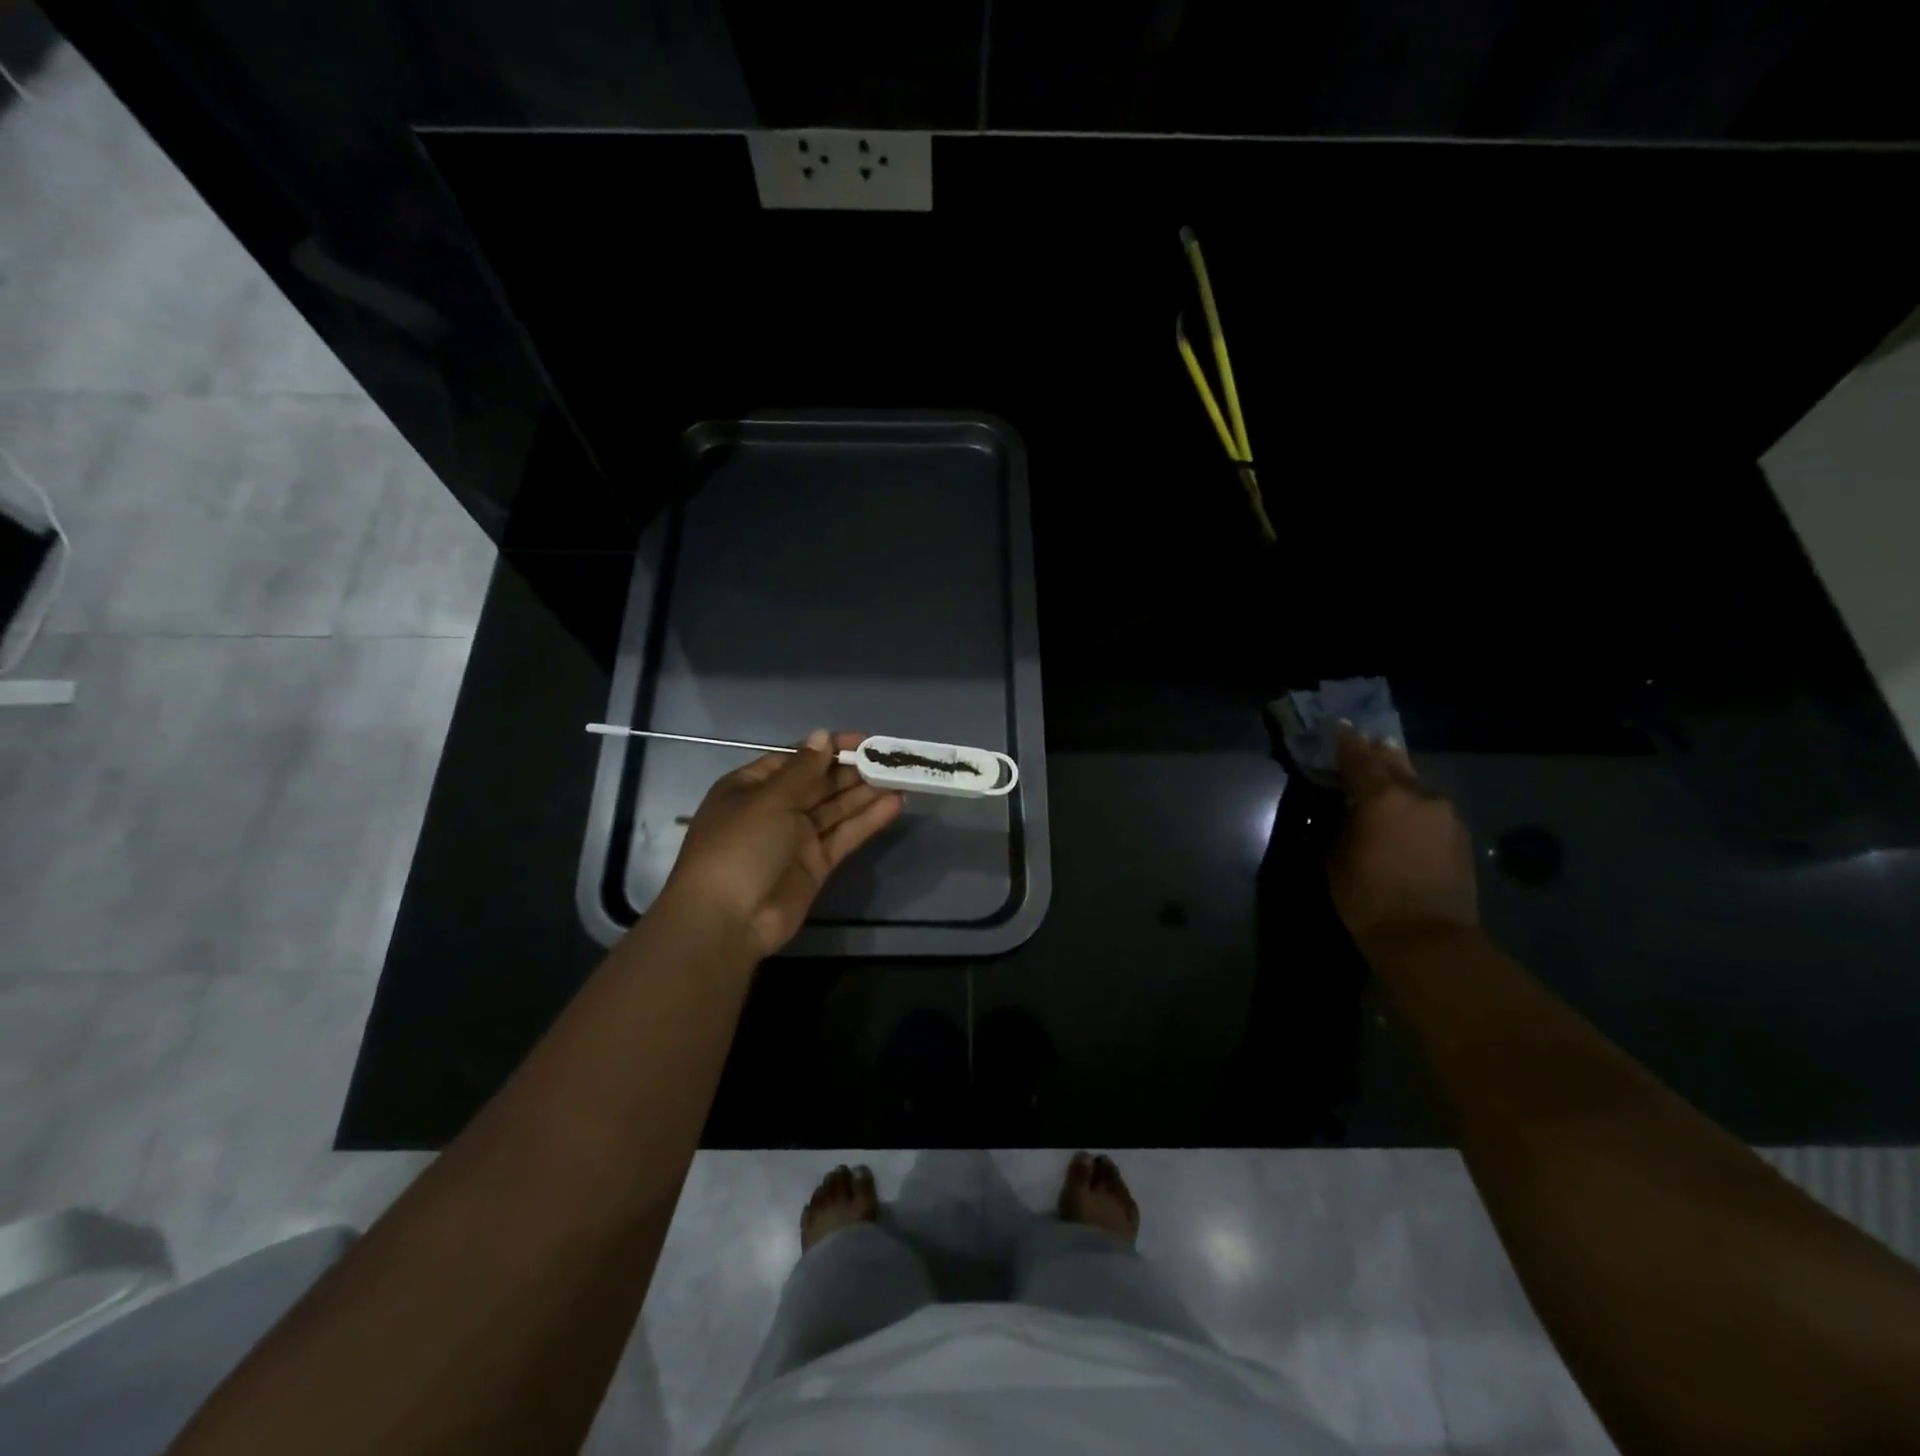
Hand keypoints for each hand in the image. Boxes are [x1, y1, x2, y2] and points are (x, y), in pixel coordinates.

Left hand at [663, 729, 904, 958]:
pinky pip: (844, 836)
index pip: (796, 759)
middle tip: (890, 759)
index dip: (829, 748)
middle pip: (819, 783)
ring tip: (901, 777)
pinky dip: (867, 821)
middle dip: (852, 770)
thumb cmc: (740, 847)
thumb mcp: (769, 799)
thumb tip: (822, 735)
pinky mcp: (815, 865)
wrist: (727, 920)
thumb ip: (803, 769)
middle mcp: (774, 809)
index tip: (864, 741)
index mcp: (751, 787)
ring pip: (836, 809)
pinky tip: (894, 804)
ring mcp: (796, 839)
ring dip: (865, 793)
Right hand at [1328, 723, 1476, 953]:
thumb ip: (1342, 823)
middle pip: (1395, 764)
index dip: (1347, 741)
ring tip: (1385, 783)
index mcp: (1382, 797)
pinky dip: (1415, 807)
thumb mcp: (1336, 856)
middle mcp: (1419, 796)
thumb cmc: (1367, 897)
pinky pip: (1431, 810)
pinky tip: (1405, 818)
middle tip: (1366, 744)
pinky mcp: (1460, 837)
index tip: (1341, 725)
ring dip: (1399, 783)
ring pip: (1417, 787)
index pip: (1359, 758)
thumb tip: (1348, 810)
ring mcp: (1446, 815)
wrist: (1427, 939)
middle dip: (1378, 754)